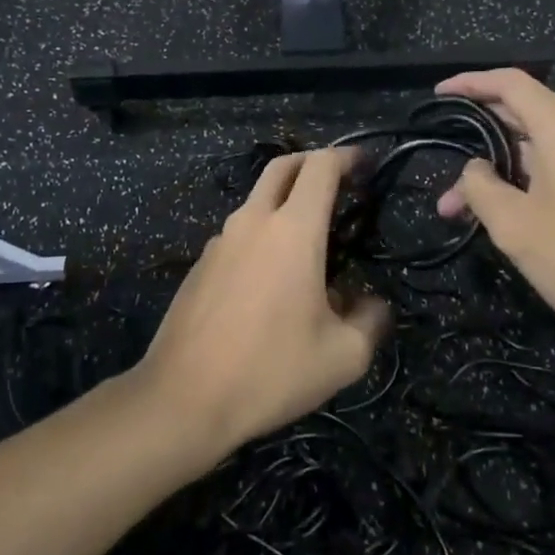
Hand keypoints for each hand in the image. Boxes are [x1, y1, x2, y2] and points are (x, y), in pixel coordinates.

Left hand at [138, 148, 389, 458]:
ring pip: (257, 202)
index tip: (365, 166)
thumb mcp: (343, 357)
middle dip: (313, 163)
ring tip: (310, 244)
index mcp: (293, 230)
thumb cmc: (271, 371)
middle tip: (339, 182)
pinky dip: (262, 237)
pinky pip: (238, 235)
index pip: (321, 167)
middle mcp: (253, 222)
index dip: (347, 156)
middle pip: (283, 167)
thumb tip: (371, 304)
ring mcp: (220, 241)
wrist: (184, 398)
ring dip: (285, 204)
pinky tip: (272, 282)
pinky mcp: (200, 265)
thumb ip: (370, 321)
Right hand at [434, 71, 554, 363]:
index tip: (439, 95)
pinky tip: (508, 214)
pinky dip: (529, 182)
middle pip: (524, 116)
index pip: (510, 83)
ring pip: (541, 150)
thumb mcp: (514, 224)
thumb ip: (481, 186)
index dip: (470, 83)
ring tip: (463, 213)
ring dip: (501, 174)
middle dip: (478, 145)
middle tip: (444, 181)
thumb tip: (476, 169)